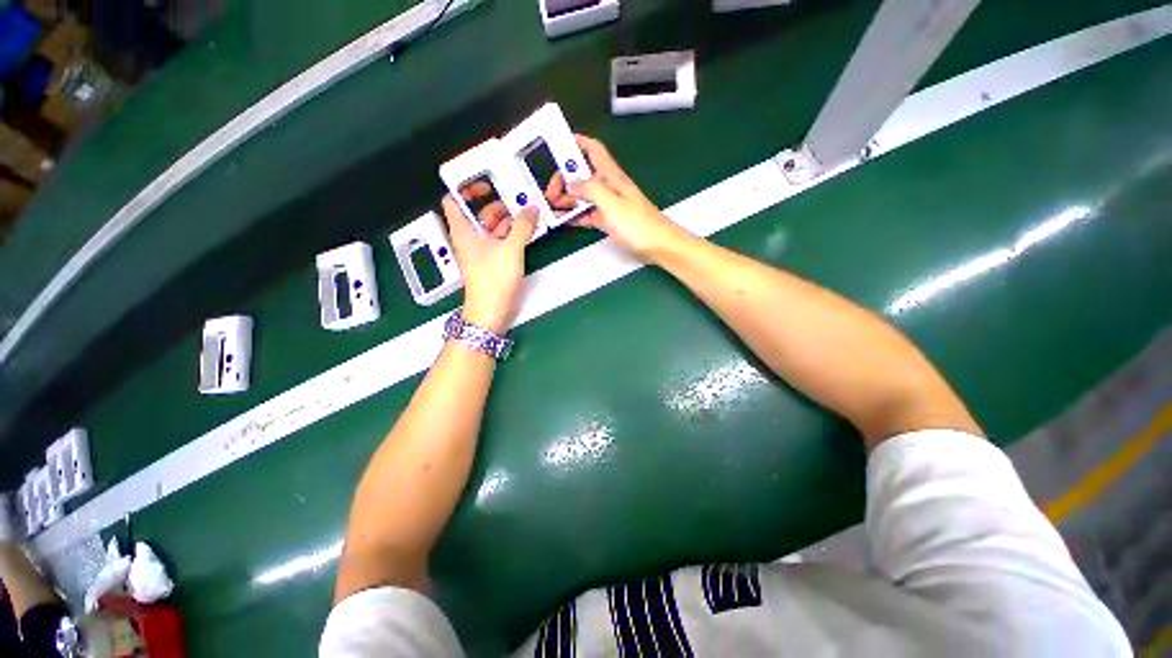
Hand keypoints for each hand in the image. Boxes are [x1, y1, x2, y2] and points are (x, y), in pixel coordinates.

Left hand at [441, 195, 537, 333]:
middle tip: (519, 199)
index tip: (486, 183)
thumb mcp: (511, 249)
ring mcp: (482, 251)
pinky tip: (527, 231)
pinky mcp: (493, 261)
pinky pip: (501, 241)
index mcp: (464, 231)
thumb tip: (532, 209)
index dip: (466, 189)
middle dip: (498, 204)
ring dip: (509, 220)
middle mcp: (470, 238)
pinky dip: (512, 234)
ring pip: (492, 228)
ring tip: (529, 214)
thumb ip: (523, 227)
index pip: (454, 201)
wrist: (491, 312)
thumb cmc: (494, 280)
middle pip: (479, 213)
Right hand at [553, 134, 686, 260]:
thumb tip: (571, 183)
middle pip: (583, 175)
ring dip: (568, 198)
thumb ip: (590, 190)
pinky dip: (575, 214)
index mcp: (611, 176)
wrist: (658, 246)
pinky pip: (588, 213)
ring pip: (583, 196)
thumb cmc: (638, 224)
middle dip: (565, 178)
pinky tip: (563, 218)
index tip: (557, 144)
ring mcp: (609, 205)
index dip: (577, 142)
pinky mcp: (609, 221)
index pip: (593, 150)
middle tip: (550, 192)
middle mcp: (609, 187)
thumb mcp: (612, 204)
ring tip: (552, 207)